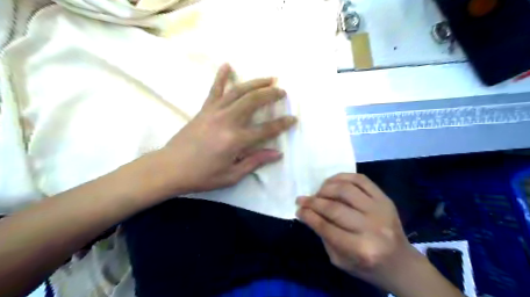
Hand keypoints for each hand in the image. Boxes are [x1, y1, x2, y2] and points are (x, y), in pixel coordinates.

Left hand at [156, 64, 295, 194]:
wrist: (170, 168)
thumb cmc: (202, 176)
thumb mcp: (232, 175)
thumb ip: (255, 161)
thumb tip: (277, 153)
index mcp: (236, 140)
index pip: (266, 129)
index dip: (282, 124)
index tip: (293, 118)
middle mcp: (227, 121)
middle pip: (253, 101)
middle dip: (271, 94)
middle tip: (282, 91)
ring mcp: (214, 112)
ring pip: (238, 91)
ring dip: (255, 83)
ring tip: (269, 78)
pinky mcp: (204, 110)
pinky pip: (214, 90)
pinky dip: (221, 76)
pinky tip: (227, 65)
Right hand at [297, 174, 420, 290]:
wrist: (401, 263)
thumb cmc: (368, 266)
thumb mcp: (340, 260)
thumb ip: (324, 236)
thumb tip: (308, 213)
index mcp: (361, 249)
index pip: (326, 227)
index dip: (308, 216)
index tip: (298, 209)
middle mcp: (372, 227)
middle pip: (334, 207)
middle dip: (313, 202)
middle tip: (302, 200)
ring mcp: (380, 210)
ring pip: (345, 190)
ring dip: (326, 188)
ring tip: (318, 192)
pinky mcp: (385, 199)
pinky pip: (360, 179)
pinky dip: (342, 177)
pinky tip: (331, 182)